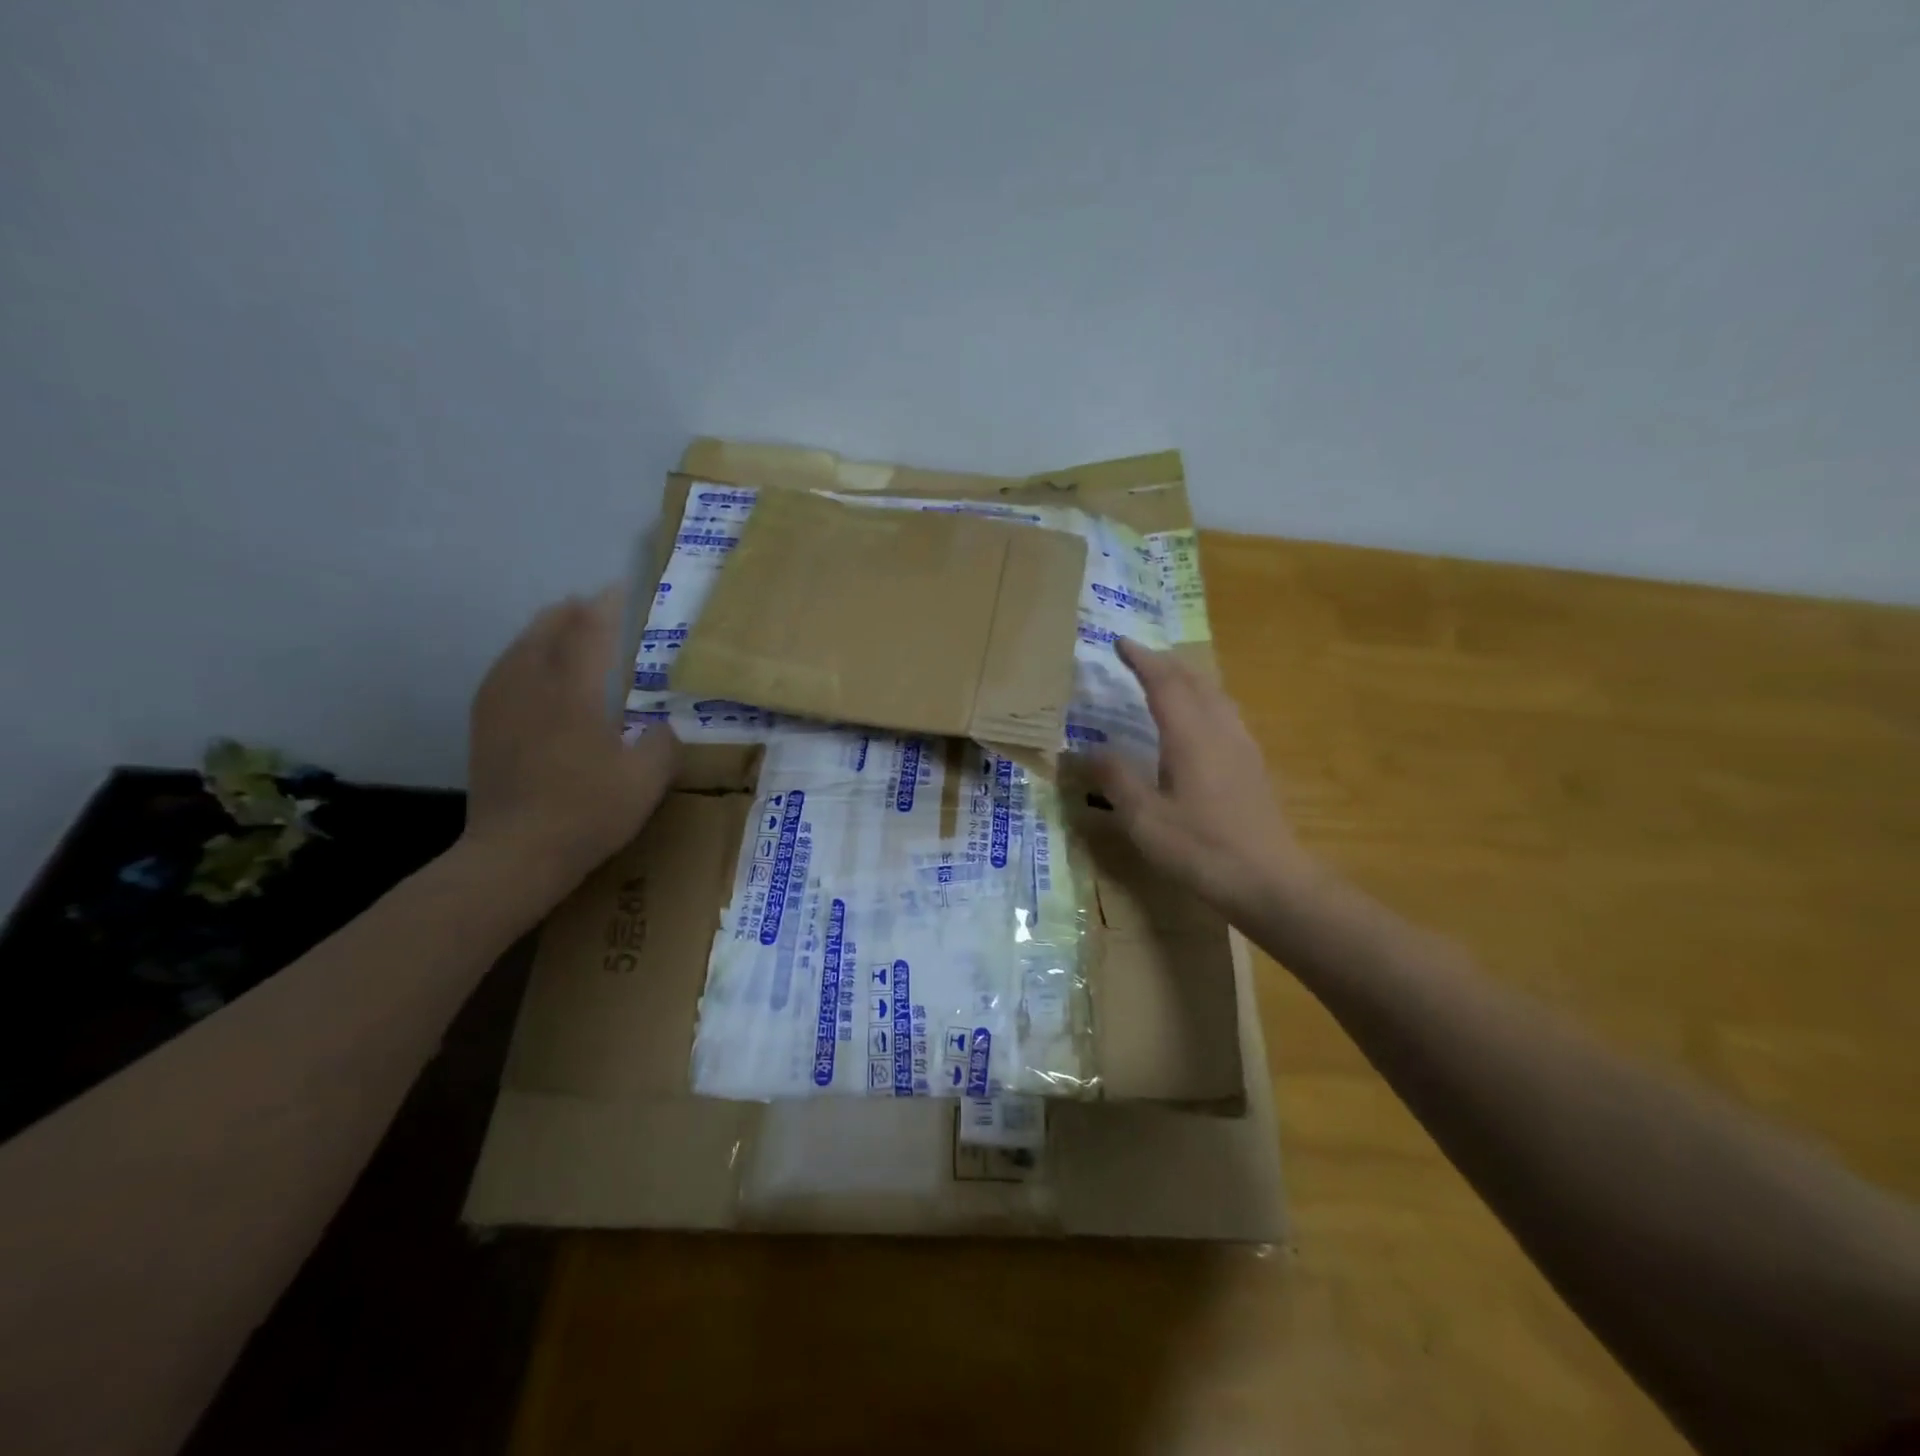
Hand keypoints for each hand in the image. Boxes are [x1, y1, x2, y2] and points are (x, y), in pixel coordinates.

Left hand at [462, 587, 677, 891]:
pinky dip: (519, 659)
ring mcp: (500, 707)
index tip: (617, 590)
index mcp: (573, 693)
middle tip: (590, 605)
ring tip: (559, 627)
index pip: (589, 633)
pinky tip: (526, 671)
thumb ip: (663, 745)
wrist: (516, 853)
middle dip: (569, 613)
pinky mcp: (484, 728)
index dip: (605, 608)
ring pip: (518, 650)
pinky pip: (501, 674)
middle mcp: (532, 688)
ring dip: (541, 632)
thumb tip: (666, 727)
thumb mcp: (646, 781)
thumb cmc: (587, 812)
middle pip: (545, 632)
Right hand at [1087, 639, 1311, 921]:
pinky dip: (1203, 700)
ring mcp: (1242, 745)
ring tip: (1165, 680)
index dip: (1140, 659)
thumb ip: (1115, 779)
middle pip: (1194, 680)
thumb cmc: (1201, 848)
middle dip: (1164, 662)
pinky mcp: (1253, 764)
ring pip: (1214, 694)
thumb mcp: (1145, 818)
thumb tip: (1087, 750)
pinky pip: (1225, 713)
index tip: (1119, 643)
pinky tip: (1197, 722)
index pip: (1163, 682)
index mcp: (1190, 735)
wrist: (1270, 880)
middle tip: (1138, 657)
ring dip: (1187, 679)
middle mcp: (1220, 729)